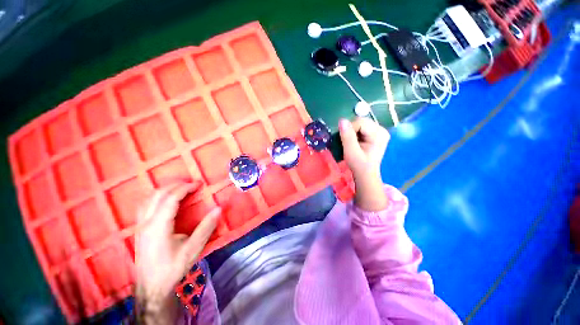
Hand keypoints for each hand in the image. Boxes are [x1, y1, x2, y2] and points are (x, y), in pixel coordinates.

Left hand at [135, 181, 219, 322]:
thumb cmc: (172, 268)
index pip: (171, 198)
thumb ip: (206, 227)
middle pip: (158, 194)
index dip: (185, 188)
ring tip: (181, 188)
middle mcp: (146, 222)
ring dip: (165, 189)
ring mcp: (140, 225)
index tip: (199, 184)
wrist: (151, 287)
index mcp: (158, 226)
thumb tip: (218, 209)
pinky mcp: (139, 229)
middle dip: (176, 185)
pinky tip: (165, 200)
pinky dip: (157, 197)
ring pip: (149, 199)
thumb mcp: (193, 248)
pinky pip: (145, 205)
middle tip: (192, 184)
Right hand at [338, 118, 389, 210]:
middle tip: (348, 143)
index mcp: (379, 134)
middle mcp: (381, 129)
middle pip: (361, 121)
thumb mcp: (351, 152)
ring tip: (351, 143)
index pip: (360, 122)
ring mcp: (379, 131)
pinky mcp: (374, 133)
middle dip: (351, 130)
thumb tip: (341, 120)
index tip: (345, 141)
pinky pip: (360, 127)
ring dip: (352, 132)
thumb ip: (347, 137)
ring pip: (359, 123)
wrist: (365, 174)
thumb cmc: (358, 165)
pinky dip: (354, 133)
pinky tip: (354, 142)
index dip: (349, 129)